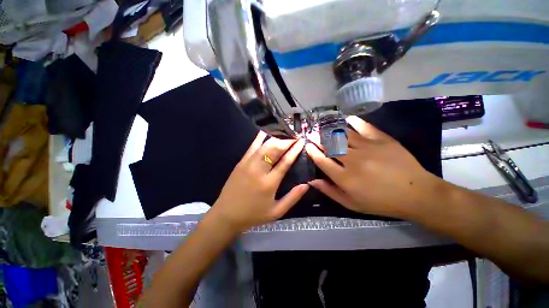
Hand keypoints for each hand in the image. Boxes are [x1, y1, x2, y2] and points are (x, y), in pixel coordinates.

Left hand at [209, 132, 307, 232]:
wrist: (226, 214)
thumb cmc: (253, 214)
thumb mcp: (276, 212)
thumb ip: (292, 198)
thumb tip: (306, 185)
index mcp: (269, 183)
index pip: (285, 162)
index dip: (294, 150)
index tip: (301, 141)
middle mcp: (258, 170)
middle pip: (274, 150)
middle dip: (286, 141)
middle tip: (295, 136)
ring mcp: (248, 164)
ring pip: (264, 146)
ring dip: (276, 138)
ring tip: (284, 134)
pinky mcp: (241, 162)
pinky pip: (251, 146)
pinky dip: (260, 138)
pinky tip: (266, 132)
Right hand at [305, 116, 439, 218]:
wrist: (416, 194)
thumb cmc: (380, 202)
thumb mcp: (352, 204)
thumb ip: (330, 191)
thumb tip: (312, 181)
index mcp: (345, 178)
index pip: (322, 161)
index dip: (313, 152)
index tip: (307, 146)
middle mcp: (354, 161)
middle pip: (330, 145)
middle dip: (317, 138)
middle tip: (311, 134)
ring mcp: (368, 148)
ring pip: (344, 135)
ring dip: (331, 130)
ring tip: (324, 127)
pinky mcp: (382, 140)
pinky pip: (365, 127)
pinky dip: (355, 122)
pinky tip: (348, 119)